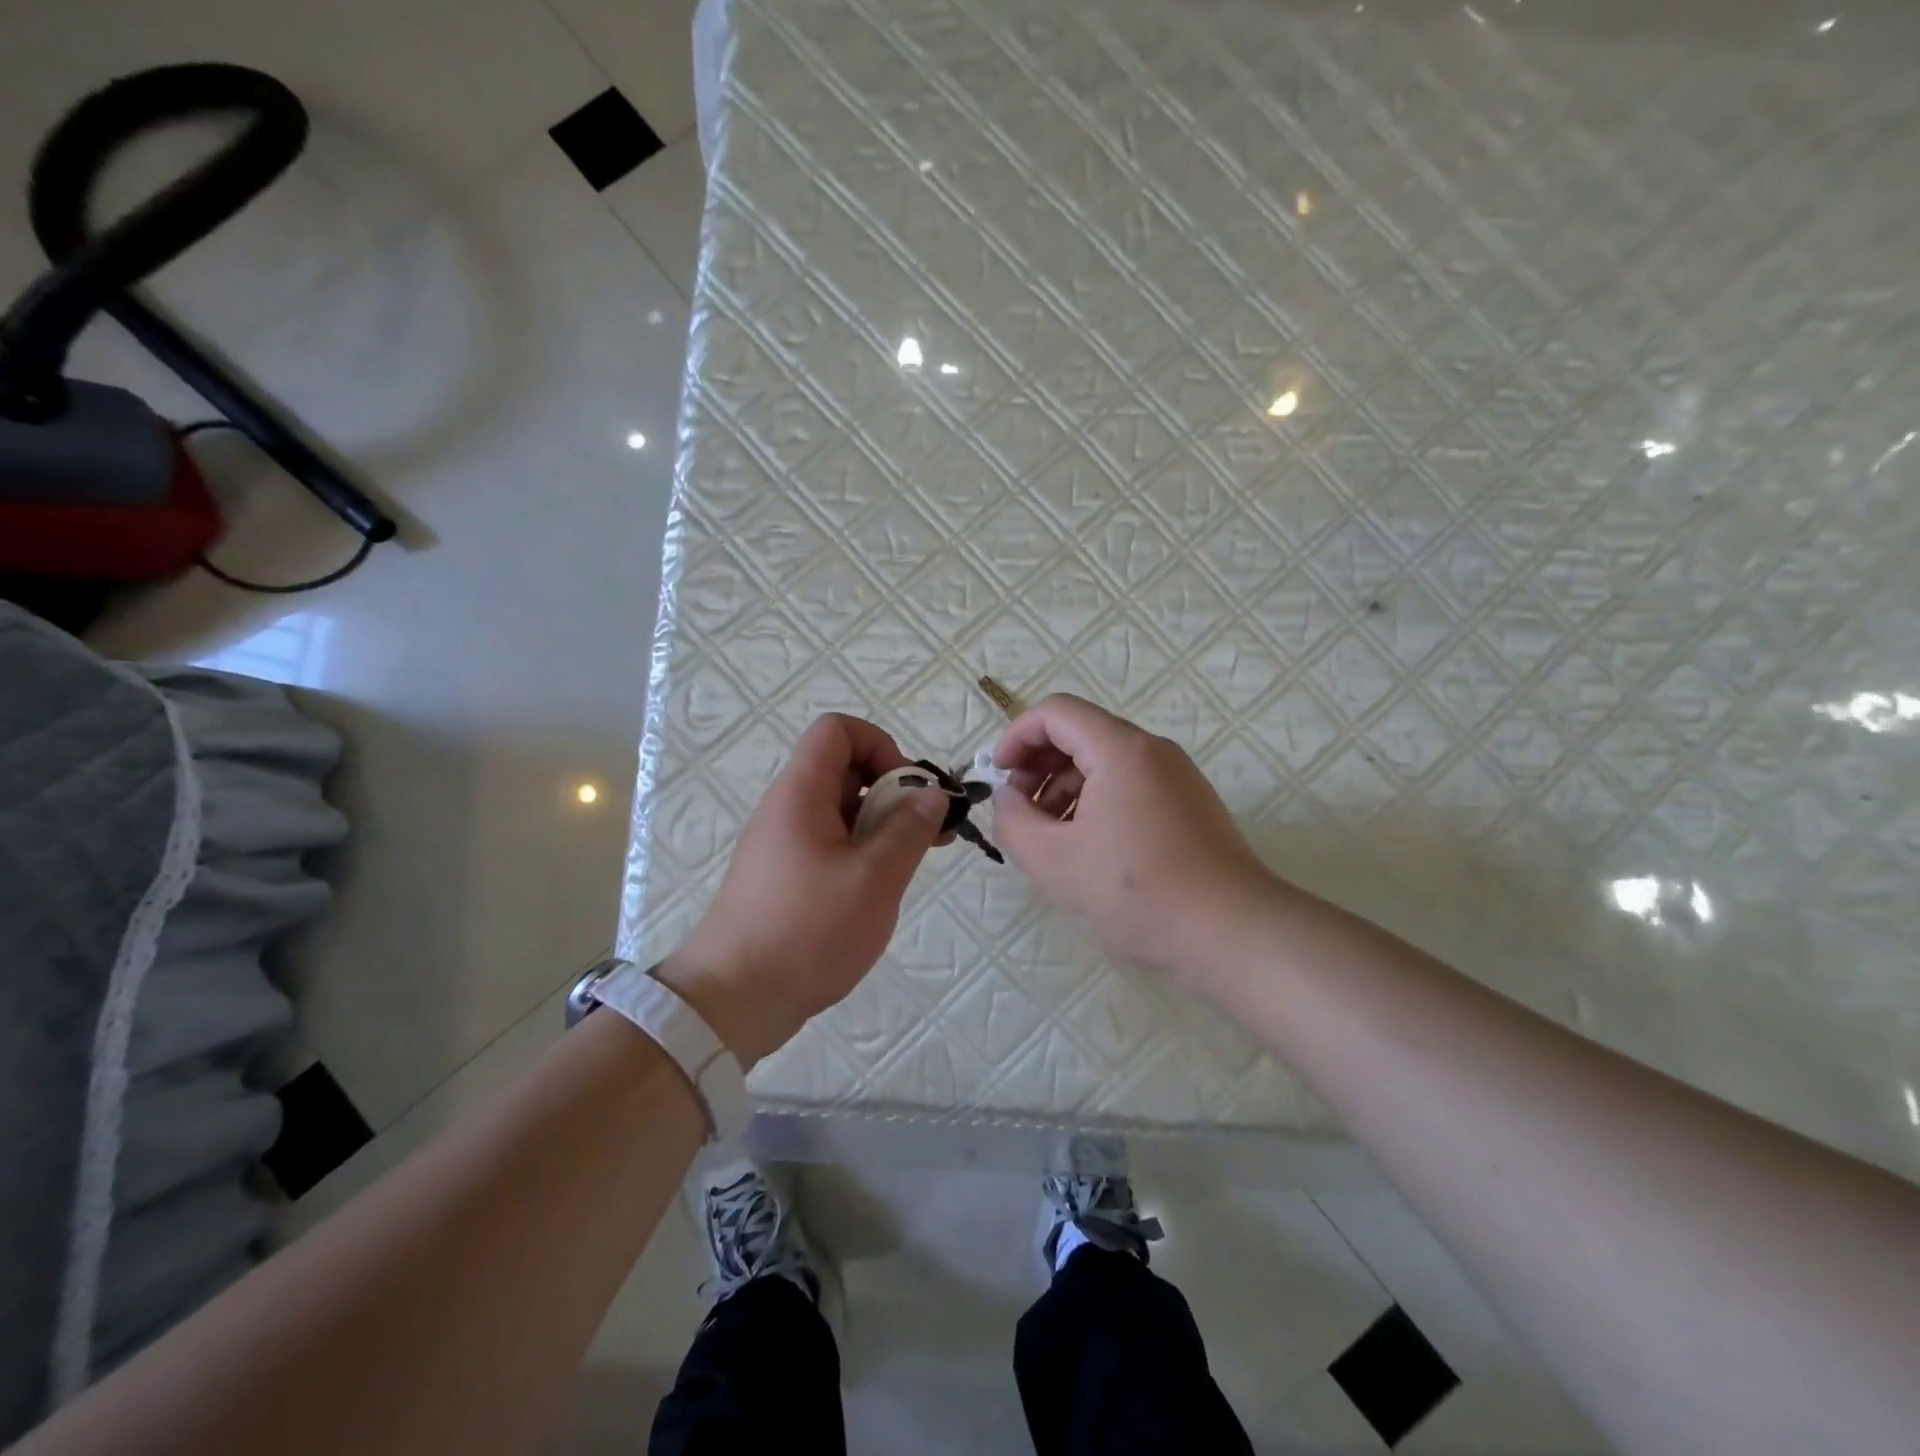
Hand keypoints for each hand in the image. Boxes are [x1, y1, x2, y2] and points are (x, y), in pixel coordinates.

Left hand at [657, 714, 948, 1067]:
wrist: (732, 1000)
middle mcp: (788, 808)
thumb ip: (909, 830)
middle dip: (893, 790)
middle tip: (927, 832)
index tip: (908, 791)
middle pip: (844, 769)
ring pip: (841, 810)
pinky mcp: (784, 875)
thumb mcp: (873, 879)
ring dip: (882, 825)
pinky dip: (862, 851)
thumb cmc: (807, 931)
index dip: (880, 745)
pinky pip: (830, 842)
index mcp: (801, 793)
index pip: (837, 730)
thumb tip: (932, 793)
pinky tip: (881, 888)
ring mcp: (783, 843)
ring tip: (912, 863)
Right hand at [991, 694, 1277, 979]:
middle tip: (1019, 807)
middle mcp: (1153, 750)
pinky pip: (1130, 783)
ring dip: (1065, 785)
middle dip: (1039, 763)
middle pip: (1082, 732)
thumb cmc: (1138, 892)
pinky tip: (1087, 846)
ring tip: (1049, 834)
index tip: (998, 776)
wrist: (1232, 932)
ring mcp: (1177, 775)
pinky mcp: (1190, 803)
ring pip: (1105, 760)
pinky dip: (1096, 799)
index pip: (1056, 712)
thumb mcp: (1054, 862)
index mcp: (1120, 750)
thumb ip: (1013, 821)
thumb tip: (1008, 798)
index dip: (1016, 736)